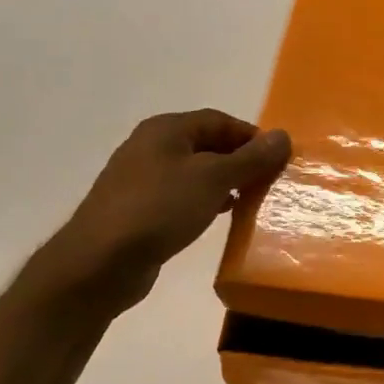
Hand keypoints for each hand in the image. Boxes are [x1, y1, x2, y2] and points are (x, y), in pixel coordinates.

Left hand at [32, 110, 289, 311]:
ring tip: (251, 199)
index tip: (278, 159)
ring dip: (225, 182)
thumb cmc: (160, 209)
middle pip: (207, 144)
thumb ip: (250, 158)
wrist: (100, 263)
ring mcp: (142, 179)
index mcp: (166, 129)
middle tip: (269, 180)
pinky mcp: (140, 210)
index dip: (252, 136)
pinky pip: (182, 196)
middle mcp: (151, 147)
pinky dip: (206, 200)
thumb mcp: (213, 179)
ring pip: (196, 172)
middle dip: (241, 159)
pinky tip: (221, 216)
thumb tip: (283, 136)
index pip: (219, 120)